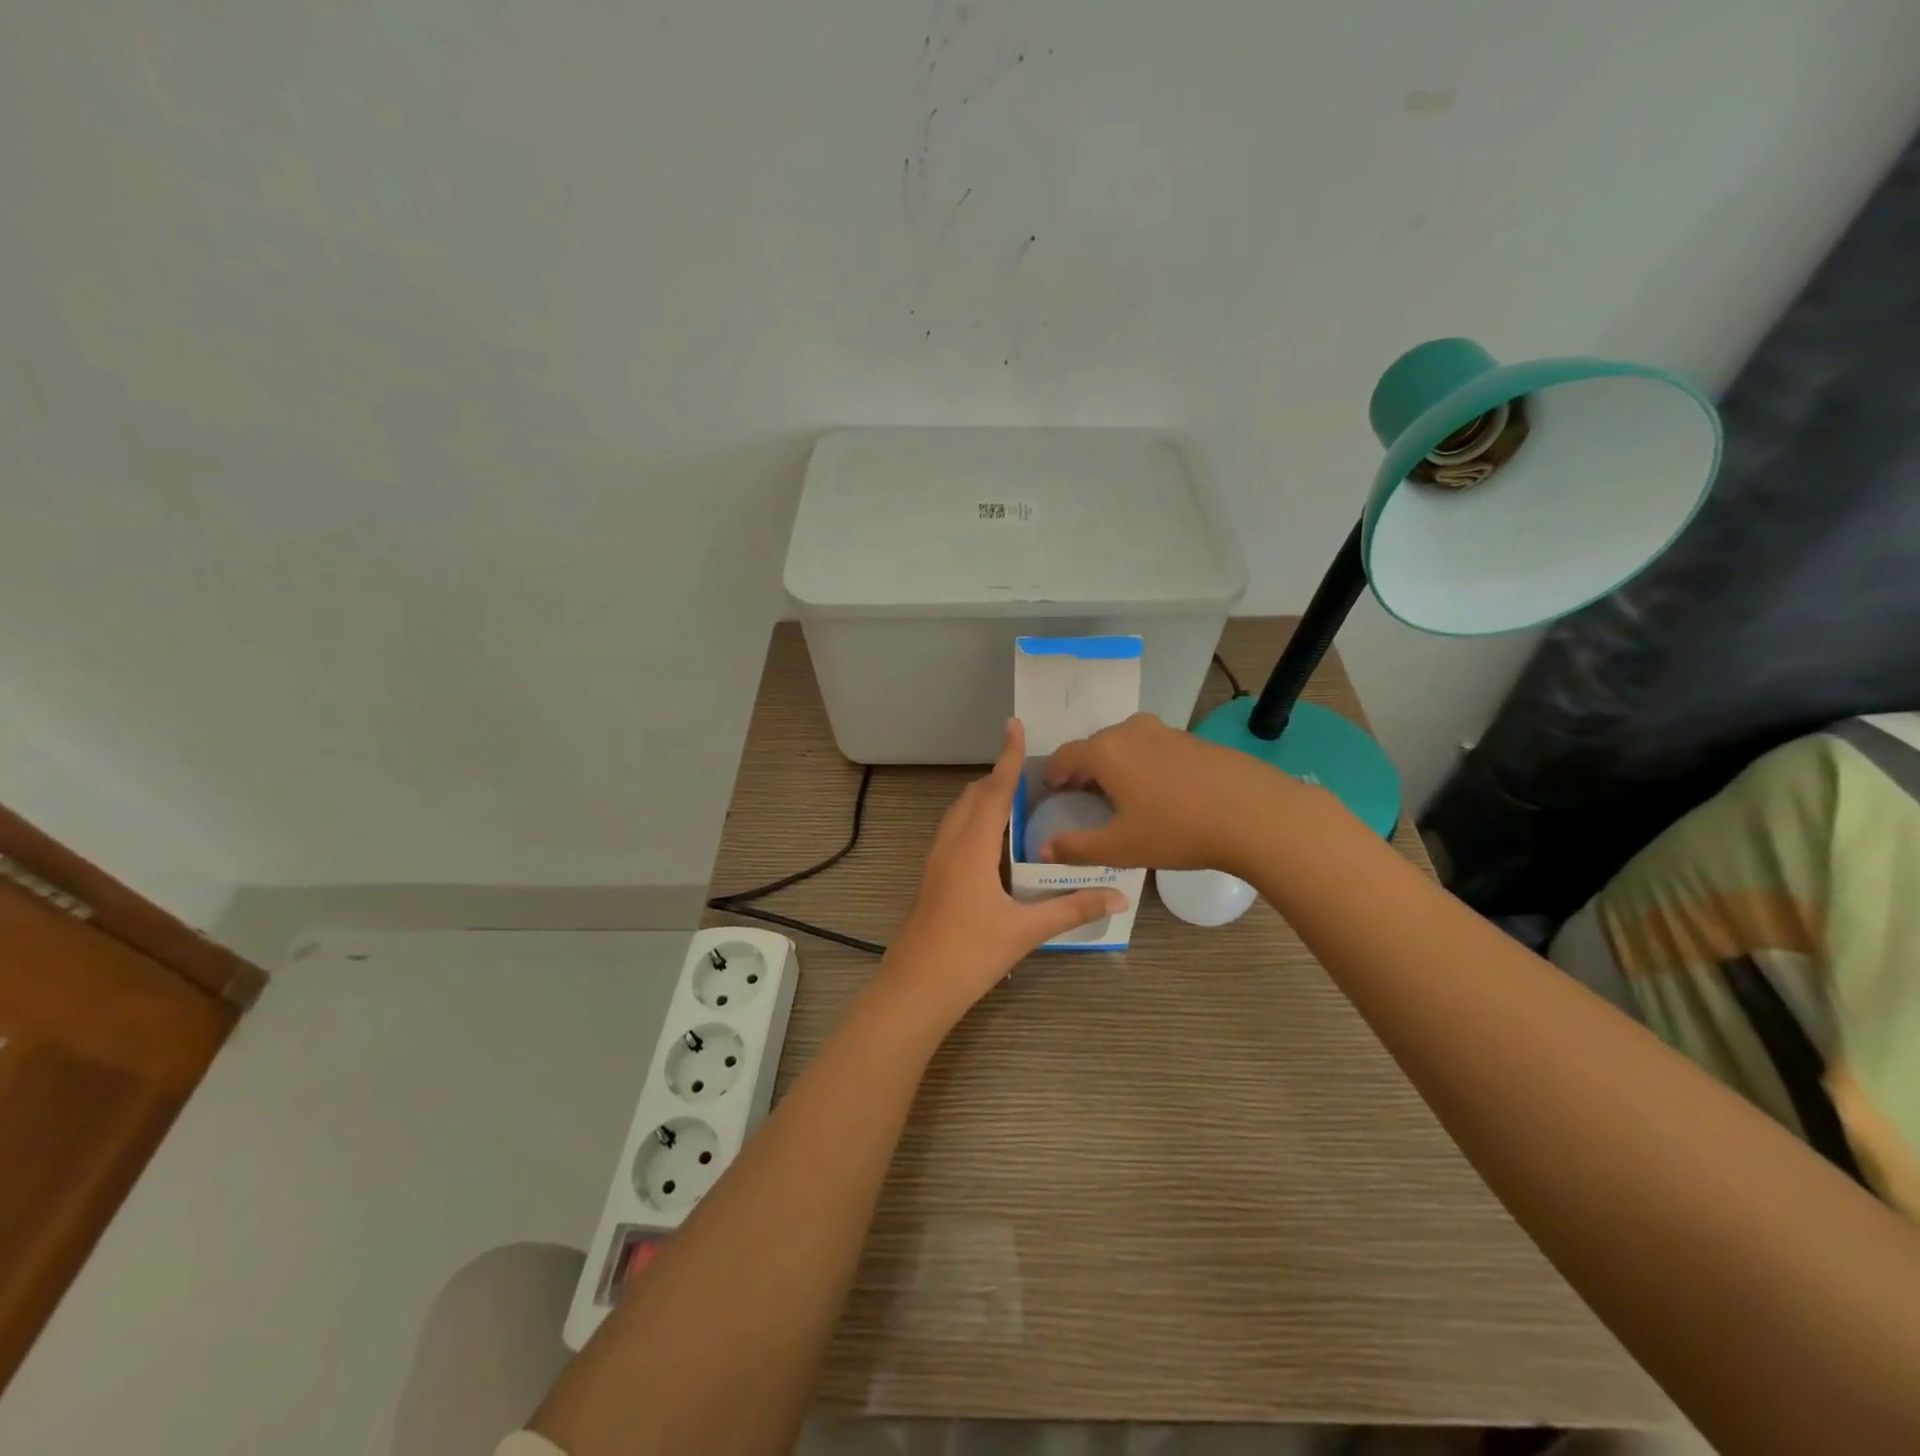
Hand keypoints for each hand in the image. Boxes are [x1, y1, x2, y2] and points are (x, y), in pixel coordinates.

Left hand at [883, 718, 1126, 1024]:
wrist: (915, 989)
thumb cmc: (969, 955)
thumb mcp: (1024, 932)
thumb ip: (1070, 910)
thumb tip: (1117, 897)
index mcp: (972, 848)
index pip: (994, 792)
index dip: (1007, 758)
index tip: (1014, 725)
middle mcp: (950, 845)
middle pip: (973, 797)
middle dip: (998, 778)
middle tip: (1032, 774)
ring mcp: (936, 861)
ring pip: (959, 815)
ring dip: (984, 800)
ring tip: (1018, 802)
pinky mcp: (932, 878)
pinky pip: (955, 834)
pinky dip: (975, 822)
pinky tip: (996, 845)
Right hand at [1039, 712, 1287, 873]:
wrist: (1255, 814)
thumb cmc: (1177, 830)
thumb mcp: (1121, 847)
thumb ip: (1077, 848)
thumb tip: (1044, 850)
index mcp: (1105, 752)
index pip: (1065, 755)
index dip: (1054, 773)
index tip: (1052, 790)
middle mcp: (1131, 731)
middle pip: (1095, 745)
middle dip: (1084, 768)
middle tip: (1083, 795)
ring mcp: (1166, 732)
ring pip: (1126, 743)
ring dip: (1116, 764)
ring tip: (1121, 794)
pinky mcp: (1194, 739)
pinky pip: (1154, 748)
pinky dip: (1144, 764)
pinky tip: (1160, 792)